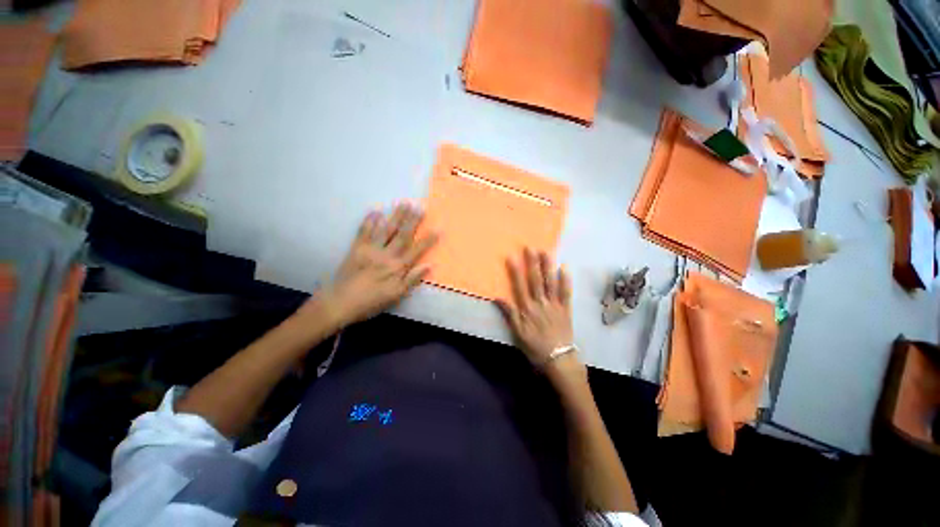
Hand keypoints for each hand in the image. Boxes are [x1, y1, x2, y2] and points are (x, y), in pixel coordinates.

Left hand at [305, 203, 438, 327]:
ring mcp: (370, 250)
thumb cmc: (371, 302)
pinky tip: (375, 211)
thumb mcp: (396, 295)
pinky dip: (369, 221)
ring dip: (395, 216)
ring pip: (386, 230)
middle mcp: (386, 255)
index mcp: (397, 267)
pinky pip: (364, 232)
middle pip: (402, 235)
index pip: (417, 250)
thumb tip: (429, 265)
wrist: (340, 303)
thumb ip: (412, 279)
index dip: (428, 239)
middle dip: (412, 220)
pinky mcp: (356, 249)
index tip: (438, 228)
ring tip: (403, 203)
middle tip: (420, 206)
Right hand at [496, 248, 575, 369]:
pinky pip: (567, 293)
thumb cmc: (535, 347)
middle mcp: (541, 303)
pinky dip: (566, 280)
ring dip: (548, 267)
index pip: (520, 286)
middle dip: (533, 263)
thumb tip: (498, 297)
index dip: (515, 272)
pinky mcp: (566, 309)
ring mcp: (555, 305)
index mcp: (528, 309)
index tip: (512, 257)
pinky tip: (565, 267)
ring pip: (551, 283)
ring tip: (546, 252)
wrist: (558, 359)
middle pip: (536, 281)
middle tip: (530, 247)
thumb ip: (510, 314)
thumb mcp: (517, 333)